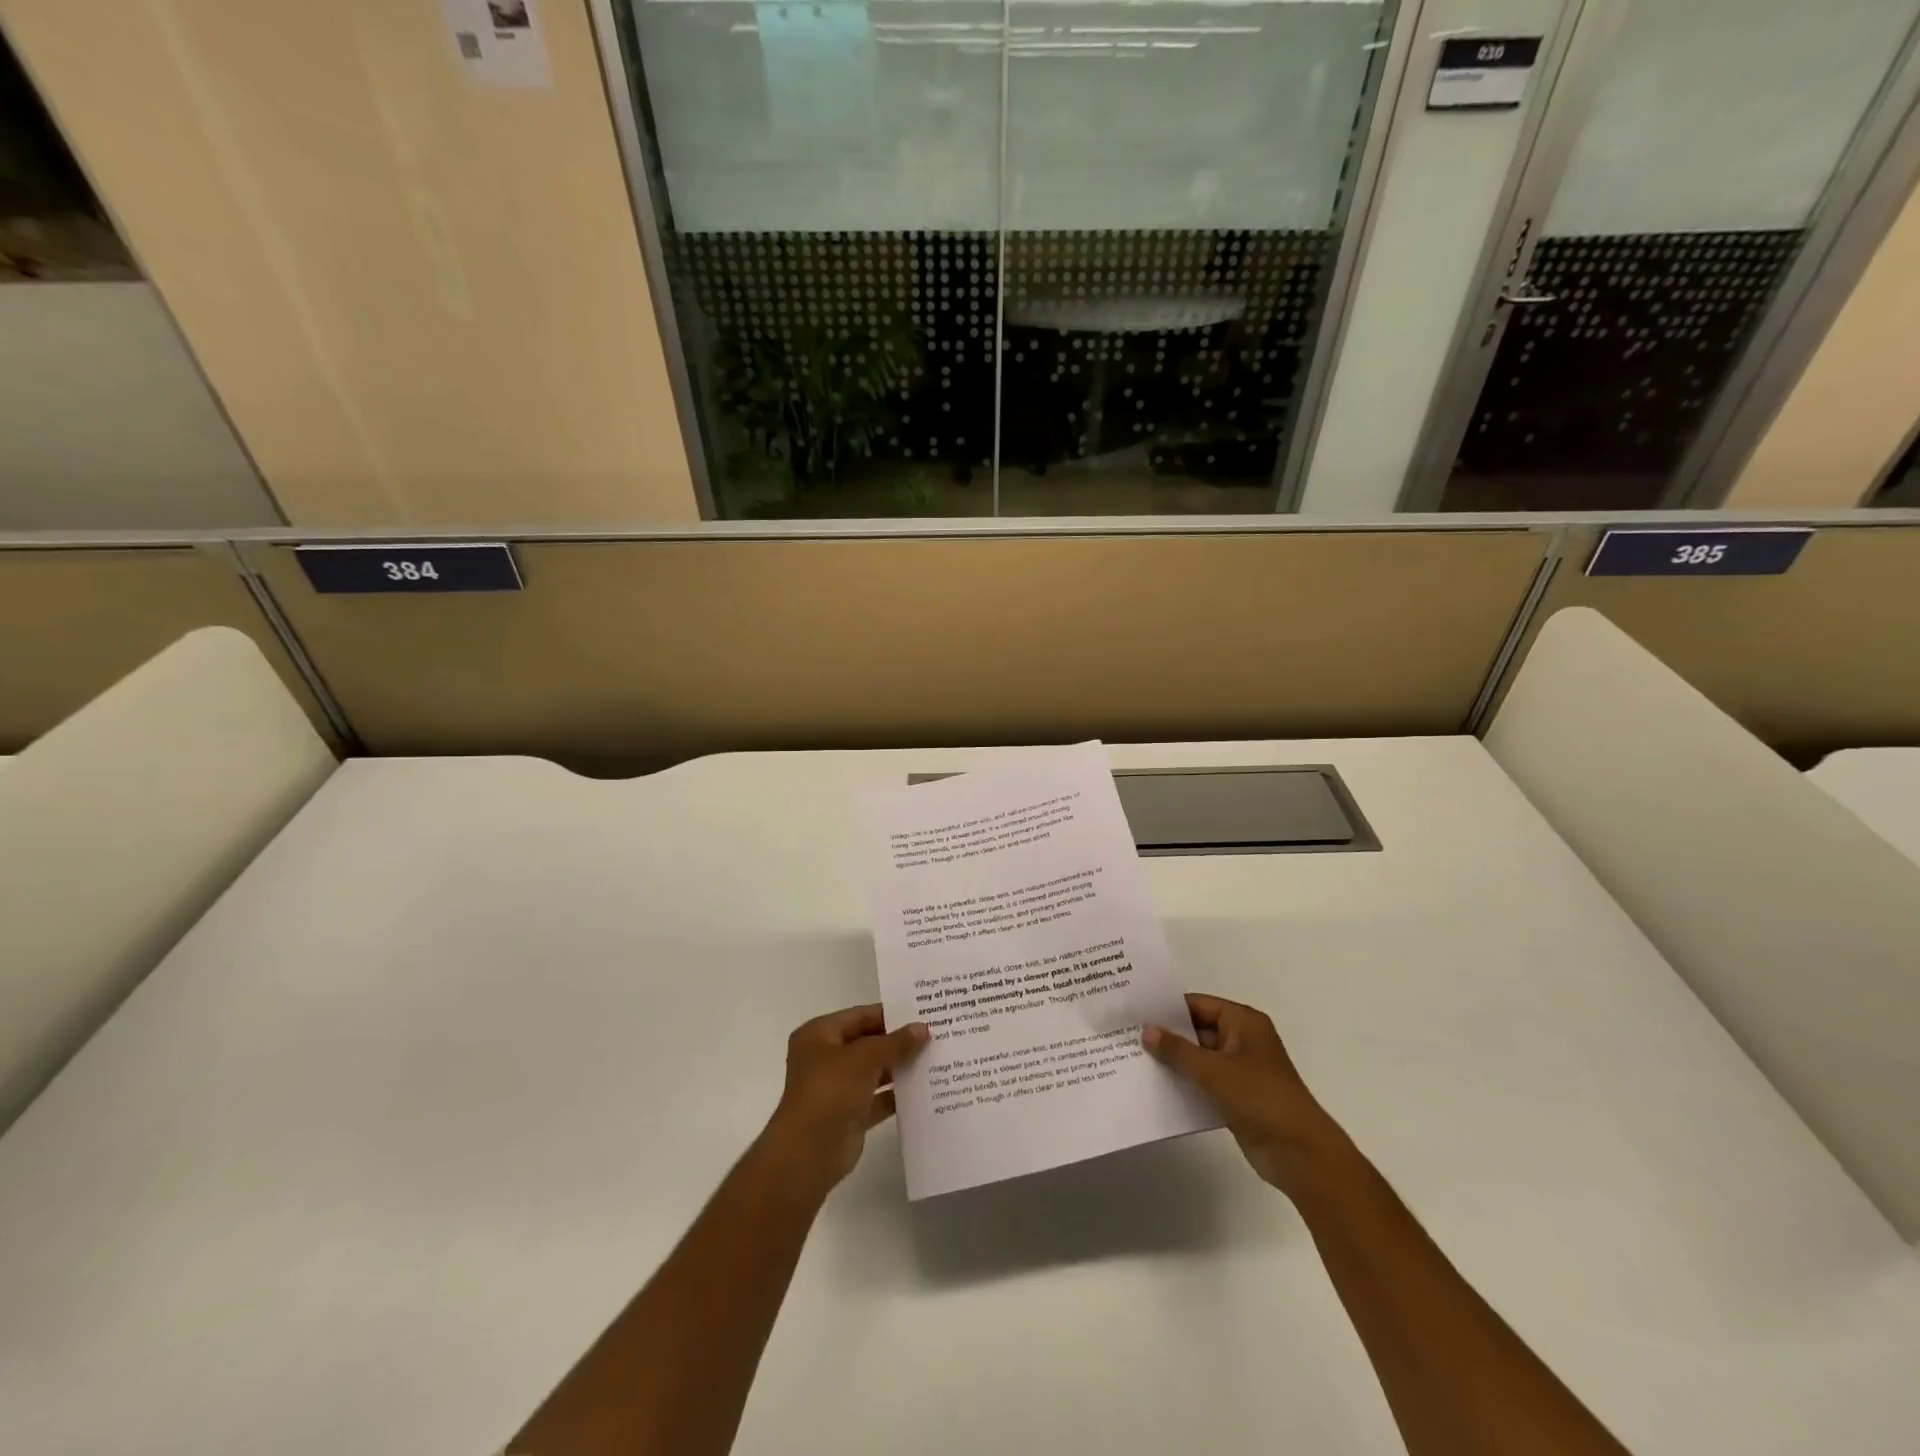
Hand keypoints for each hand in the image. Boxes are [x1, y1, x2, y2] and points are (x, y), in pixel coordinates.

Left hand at [758, 1004, 928, 1196]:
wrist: (808, 1154)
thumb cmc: (830, 1092)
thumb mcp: (865, 1058)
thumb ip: (895, 1042)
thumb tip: (923, 1028)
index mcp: (820, 1035)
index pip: (860, 1016)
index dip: (891, 1014)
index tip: (923, 1014)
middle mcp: (826, 1058)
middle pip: (868, 1043)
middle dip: (899, 1042)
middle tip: (935, 1035)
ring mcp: (837, 1088)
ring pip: (874, 1071)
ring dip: (900, 1068)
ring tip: (935, 1059)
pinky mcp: (849, 1115)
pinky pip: (877, 1098)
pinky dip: (897, 1095)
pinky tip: (925, 1090)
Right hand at [1143, 993, 1346, 1193]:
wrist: (1300, 1154)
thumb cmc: (1260, 1098)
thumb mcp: (1214, 1070)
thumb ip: (1178, 1050)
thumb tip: (1147, 1030)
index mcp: (1243, 1022)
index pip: (1198, 1005)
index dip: (1167, 1008)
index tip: (1135, 1010)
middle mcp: (1241, 1040)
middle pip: (1196, 1030)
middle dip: (1166, 1035)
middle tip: (1127, 1035)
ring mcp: (1239, 1070)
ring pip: (1198, 1058)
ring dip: (1173, 1062)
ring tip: (1133, 1060)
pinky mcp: (1235, 1097)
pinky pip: (1203, 1083)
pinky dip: (1184, 1083)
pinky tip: (1155, 1087)